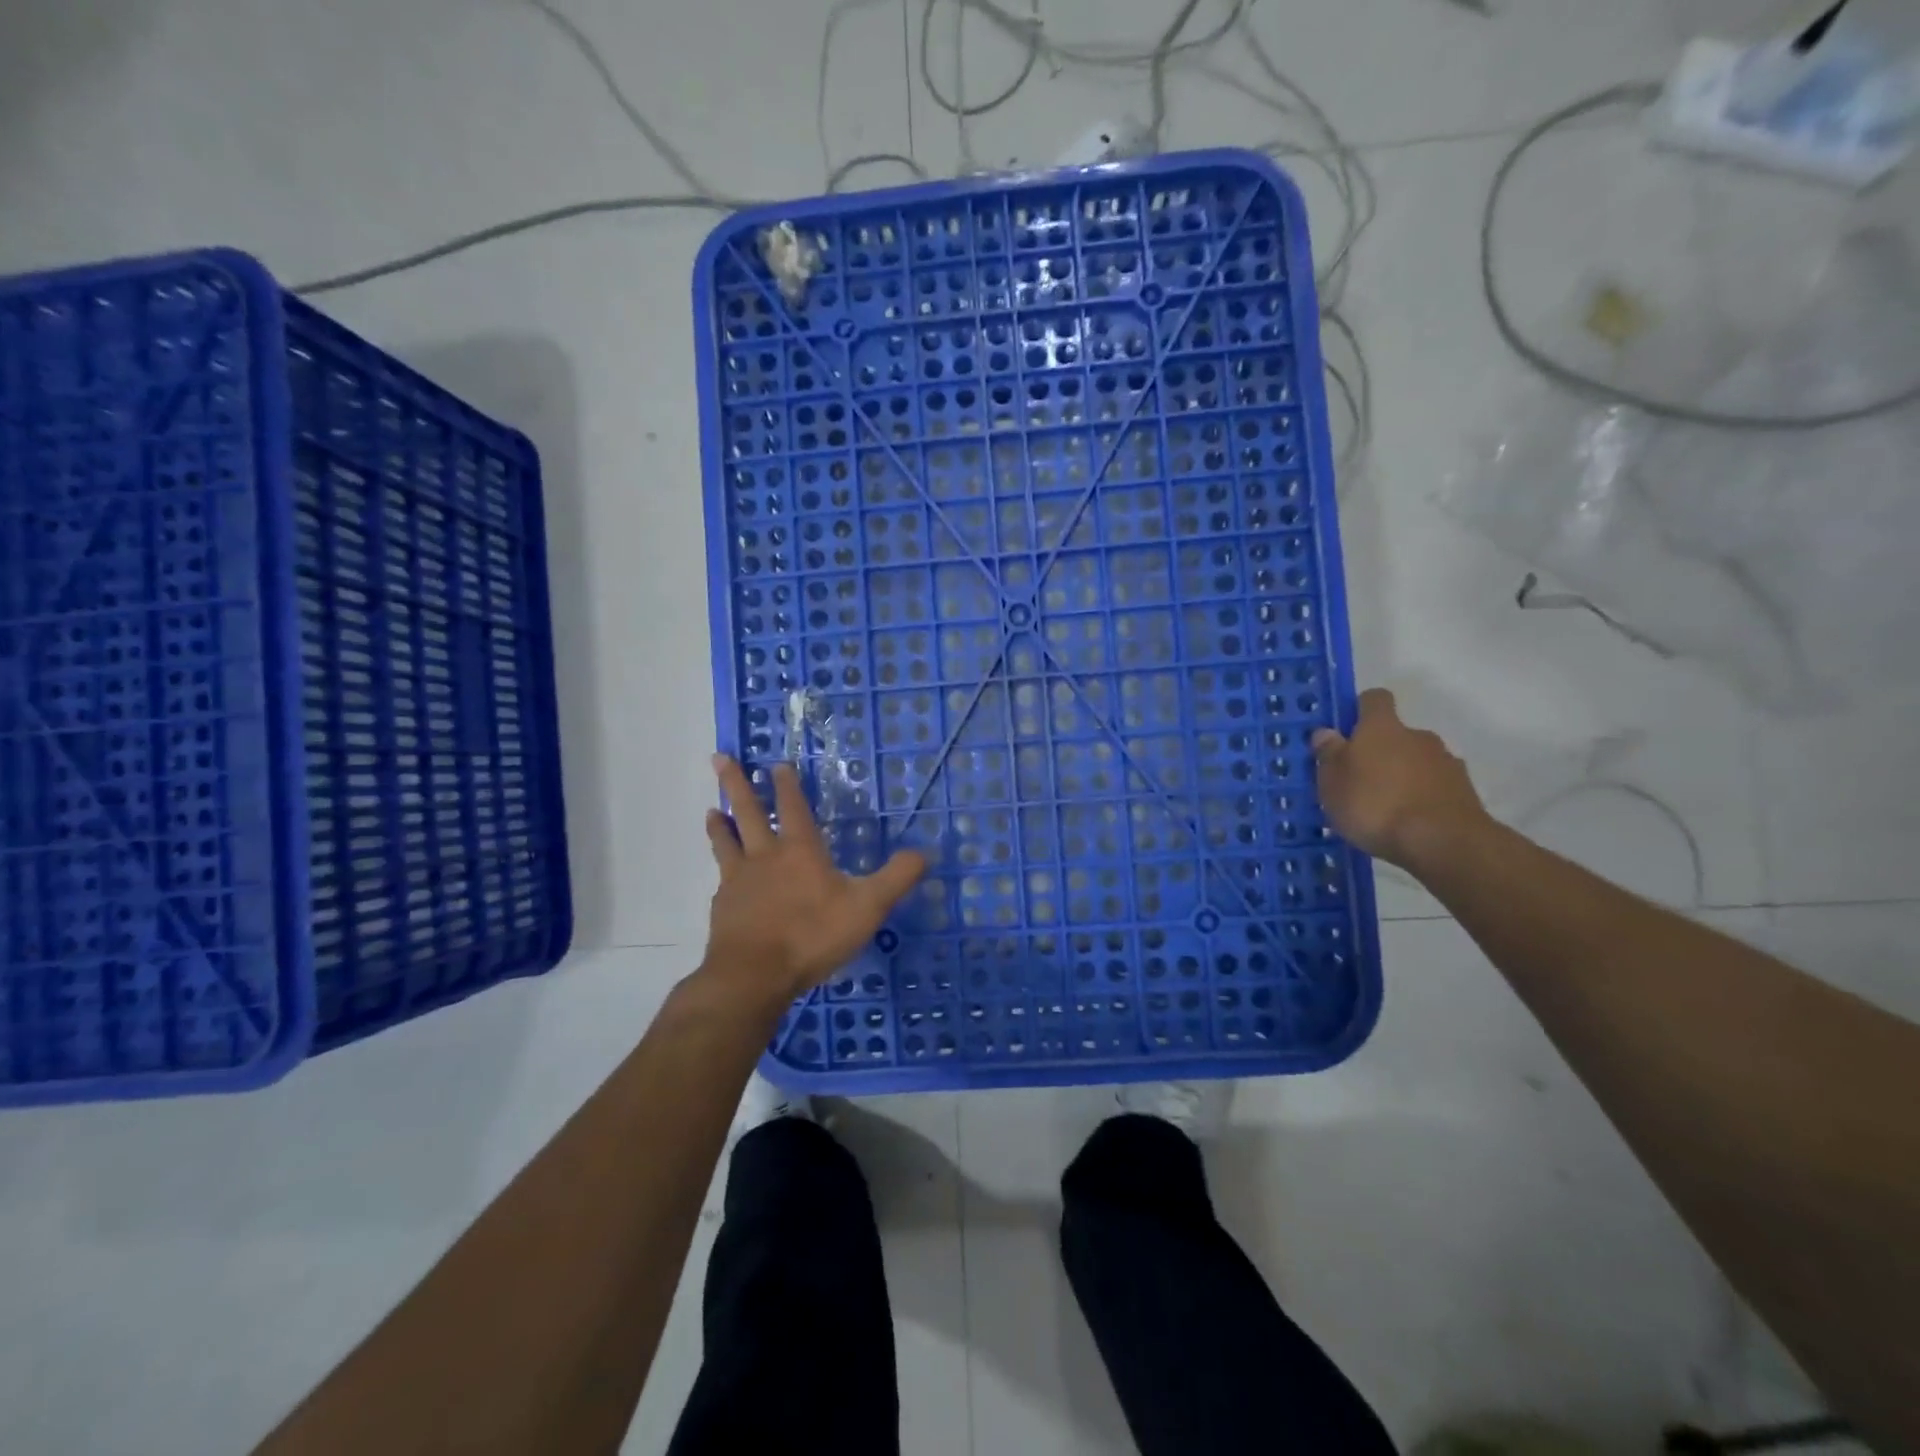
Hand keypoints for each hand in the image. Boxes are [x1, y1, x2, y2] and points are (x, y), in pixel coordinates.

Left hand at [700, 755, 926, 1007]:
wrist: (754, 975)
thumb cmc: (812, 935)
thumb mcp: (867, 907)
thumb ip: (897, 878)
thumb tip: (925, 852)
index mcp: (800, 850)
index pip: (793, 808)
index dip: (787, 785)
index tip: (777, 764)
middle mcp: (765, 857)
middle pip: (749, 812)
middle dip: (736, 784)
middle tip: (720, 759)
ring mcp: (739, 881)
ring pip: (726, 842)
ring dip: (721, 824)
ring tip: (712, 810)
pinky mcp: (723, 908)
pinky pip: (722, 880)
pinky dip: (722, 870)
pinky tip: (723, 878)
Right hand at [1310, 689, 1489, 868]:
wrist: (1444, 842)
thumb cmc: (1375, 805)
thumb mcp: (1333, 783)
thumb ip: (1329, 755)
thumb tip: (1326, 732)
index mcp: (1382, 727)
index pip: (1374, 699)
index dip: (1360, 709)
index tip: (1346, 730)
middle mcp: (1417, 736)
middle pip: (1396, 734)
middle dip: (1379, 752)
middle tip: (1358, 781)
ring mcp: (1446, 762)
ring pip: (1417, 761)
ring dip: (1402, 775)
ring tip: (1383, 808)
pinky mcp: (1464, 791)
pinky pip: (1435, 786)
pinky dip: (1422, 797)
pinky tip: (1408, 822)